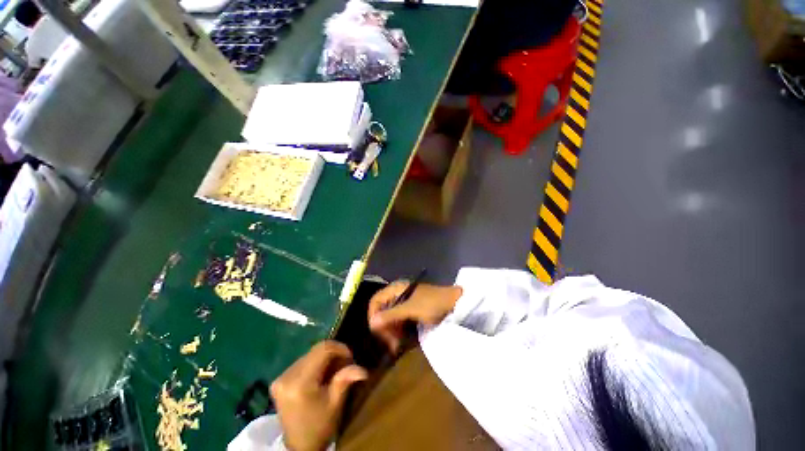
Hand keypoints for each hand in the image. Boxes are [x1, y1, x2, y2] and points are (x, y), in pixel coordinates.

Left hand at [270, 341, 367, 450]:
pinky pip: (303, 361)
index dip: (340, 348)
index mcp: (300, 383)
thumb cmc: (320, 426)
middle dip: (334, 353)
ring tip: (333, 371)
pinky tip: (321, 376)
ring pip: (310, 353)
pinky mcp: (279, 379)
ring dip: (325, 358)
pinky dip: (315, 363)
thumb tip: (362, 369)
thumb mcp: (335, 404)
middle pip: (316, 349)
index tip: (350, 358)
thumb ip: (345, 381)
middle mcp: (287, 376)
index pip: (323, 349)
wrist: (298, 446)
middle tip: (344, 365)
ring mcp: (281, 377)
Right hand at [367, 281, 462, 353]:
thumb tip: (372, 323)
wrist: (454, 304)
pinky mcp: (411, 311)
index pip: (375, 301)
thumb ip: (391, 315)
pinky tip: (400, 340)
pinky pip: (398, 321)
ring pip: (389, 317)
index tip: (378, 332)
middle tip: (390, 343)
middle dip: (383, 327)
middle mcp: (397, 294)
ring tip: (396, 345)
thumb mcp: (412, 309)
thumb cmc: (433, 303)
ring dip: (390, 331)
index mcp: (396, 288)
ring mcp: (404, 302)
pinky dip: (397, 331)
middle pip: (381, 310)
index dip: (373, 316)